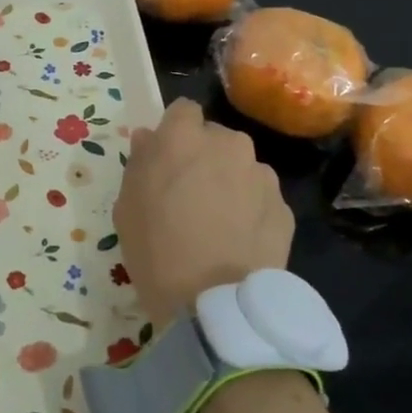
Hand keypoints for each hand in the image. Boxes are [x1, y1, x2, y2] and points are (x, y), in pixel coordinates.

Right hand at [114, 98, 294, 325]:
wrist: (213, 302)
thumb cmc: (155, 248)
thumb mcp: (127, 204)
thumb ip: (140, 161)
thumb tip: (149, 138)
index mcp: (184, 137)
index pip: (183, 110)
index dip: (175, 132)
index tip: (168, 158)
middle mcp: (228, 144)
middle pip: (216, 138)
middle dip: (205, 157)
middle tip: (191, 194)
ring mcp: (261, 175)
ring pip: (243, 167)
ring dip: (231, 182)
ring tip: (219, 222)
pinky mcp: (284, 207)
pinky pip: (262, 198)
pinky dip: (252, 211)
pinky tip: (239, 241)